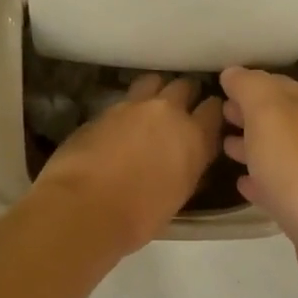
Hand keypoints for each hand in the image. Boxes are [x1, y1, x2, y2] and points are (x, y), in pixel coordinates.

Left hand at [30, 74, 222, 255]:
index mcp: (194, 137)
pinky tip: (119, 126)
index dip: (211, 113)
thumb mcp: (178, 196)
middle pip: (184, 86)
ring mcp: (133, 106)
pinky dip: (127, 108)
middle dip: (184, 95)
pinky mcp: (103, 109)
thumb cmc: (139, 216)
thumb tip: (188, 162)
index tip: (207, 121)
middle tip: (178, 112)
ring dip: (155, 91)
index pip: (214, 109)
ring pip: (153, 81)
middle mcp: (168, 112)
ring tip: (149, 108)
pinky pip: (123, 100)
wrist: (84, 208)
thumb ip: (188, 169)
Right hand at [219, 67, 297, 297]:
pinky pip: (284, 187)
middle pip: (283, 118)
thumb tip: (235, 72)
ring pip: (283, 152)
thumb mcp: (271, 117)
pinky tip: (243, 185)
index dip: (247, 84)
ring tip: (223, 148)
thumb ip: (251, 90)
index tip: (217, 87)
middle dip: (250, 115)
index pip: (279, 85)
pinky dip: (263, 181)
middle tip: (217, 116)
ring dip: (254, 147)